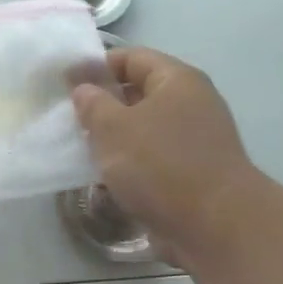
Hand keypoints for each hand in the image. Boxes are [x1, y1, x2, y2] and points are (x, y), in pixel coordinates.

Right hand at [72, 47, 266, 269]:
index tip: (66, 85)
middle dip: (105, 104)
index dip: (97, 66)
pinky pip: (156, 157)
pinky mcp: (195, 172)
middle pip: (140, 92)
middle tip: (72, 120)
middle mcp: (192, 103)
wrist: (216, 227)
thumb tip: (84, 89)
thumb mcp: (113, 128)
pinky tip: (110, 178)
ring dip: (117, 137)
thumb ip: (92, 103)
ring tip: (85, 150)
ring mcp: (197, 139)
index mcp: (177, 80)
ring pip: (146, 127)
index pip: (131, 57)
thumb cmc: (160, 166)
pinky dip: (133, 163)